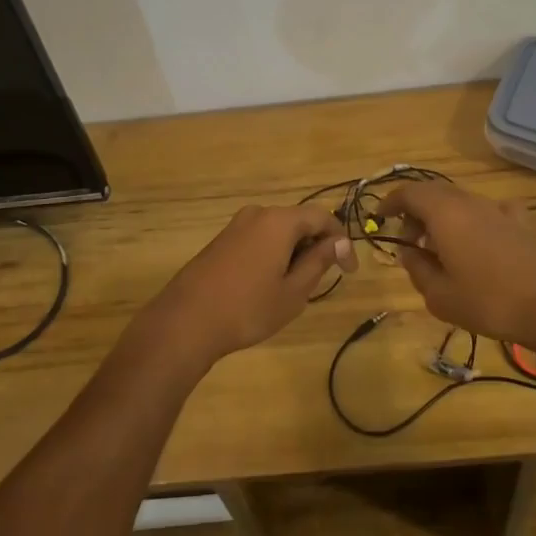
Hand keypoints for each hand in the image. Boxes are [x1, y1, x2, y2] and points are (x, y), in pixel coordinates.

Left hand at [143, 204, 354, 369]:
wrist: (186, 321)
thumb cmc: (248, 308)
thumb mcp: (293, 291)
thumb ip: (319, 261)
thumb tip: (340, 242)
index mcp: (279, 221)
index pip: (321, 217)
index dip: (340, 240)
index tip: (348, 271)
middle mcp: (258, 214)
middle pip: (298, 221)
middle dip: (316, 246)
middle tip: (323, 280)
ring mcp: (236, 226)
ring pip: (277, 231)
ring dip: (294, 251)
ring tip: (296, 286)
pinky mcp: (221, 240)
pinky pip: (258, 238)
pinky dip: (273, 254)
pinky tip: (267, 284)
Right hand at [379, 181, 535, 344]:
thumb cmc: (488, 302)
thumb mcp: (439, 295)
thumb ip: (417, 269)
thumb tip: (408, 252)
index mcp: (444, 213)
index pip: (409, 192)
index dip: (391, 201)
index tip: (381, 217)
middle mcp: (469, 202)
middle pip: (434, 192)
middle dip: (415, 211)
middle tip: (409, 240)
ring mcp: (497, 210)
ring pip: (460, 200)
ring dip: (442, 216)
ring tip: (439, 247)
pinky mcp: (520, 223)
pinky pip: (489, 210)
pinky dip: (474, 219)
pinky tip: (479, 239)